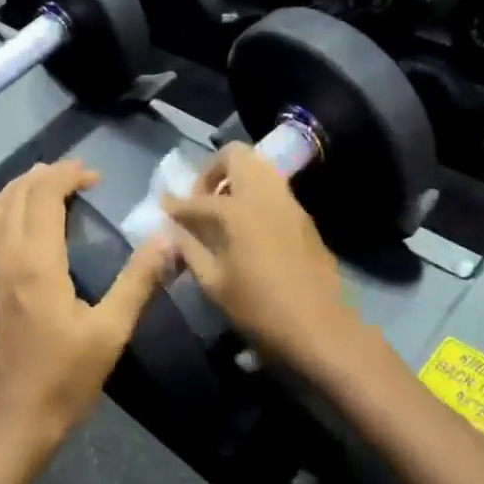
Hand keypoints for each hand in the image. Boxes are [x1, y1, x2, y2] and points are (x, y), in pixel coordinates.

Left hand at [0, 161, 169, 464]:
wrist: (11, 422)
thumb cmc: (64, 379)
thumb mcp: (111, 332)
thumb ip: (138, 280)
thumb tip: (166, 238)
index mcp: (36, 263)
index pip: (43, 195)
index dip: (67, 175)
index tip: (96, 177)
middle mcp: (6, 257)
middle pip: (17, 194)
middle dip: (46, 175)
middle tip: (80, 176)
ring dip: (25, 188)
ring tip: (53, 186)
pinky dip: (9, 209)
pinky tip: (27, 220)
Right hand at [161, 145, 355, 369]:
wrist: (320, 327)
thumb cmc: (260, 309)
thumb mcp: (214, 283)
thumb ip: (190, 249)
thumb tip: (174, 231)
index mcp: (237, 210)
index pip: (197, 199)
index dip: (175, 205)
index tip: (163, 207)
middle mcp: (264, 195)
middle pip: (235, 156)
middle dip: (212, 171)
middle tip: (201, 200)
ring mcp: (288, 202)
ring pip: (259, 167)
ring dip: (236, 178)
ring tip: (222, 211)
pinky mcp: (303, 215)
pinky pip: (273, 188)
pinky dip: (254, 194)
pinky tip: (246, 226)